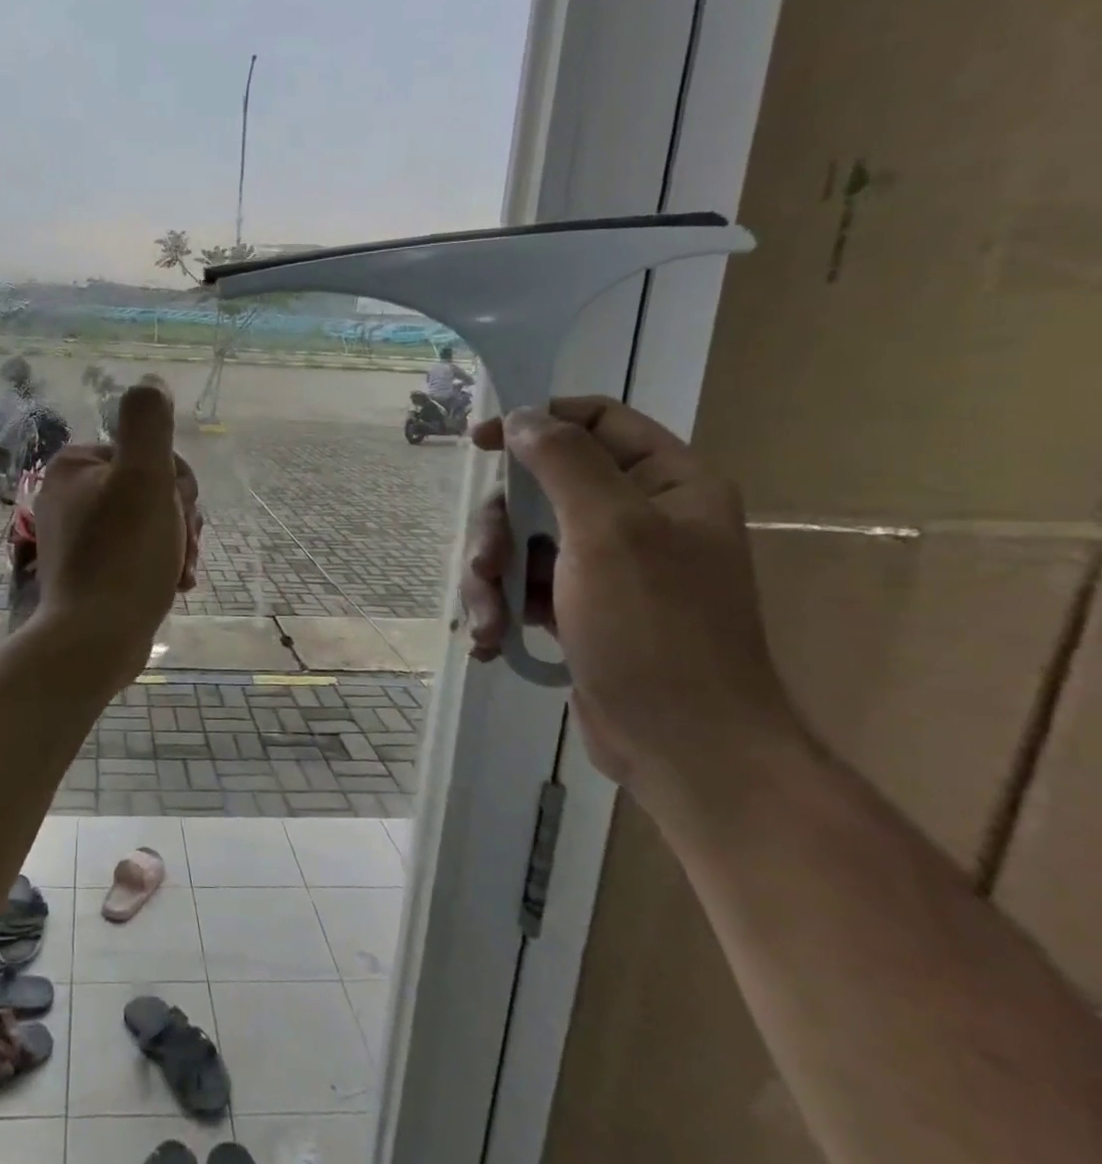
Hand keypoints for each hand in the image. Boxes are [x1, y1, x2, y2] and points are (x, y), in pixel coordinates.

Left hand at [30, 383, 190, 680]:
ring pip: (148, 522)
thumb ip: (148, 423)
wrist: (95, 640)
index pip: (147, 454)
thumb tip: (149, 380)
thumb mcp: (145, 478)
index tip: (183, 513)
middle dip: (178, 517)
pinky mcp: (88, 569)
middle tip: (184, 547)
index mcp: (75, 466)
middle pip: (148, 489)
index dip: (176, 482)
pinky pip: (135, 551)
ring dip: (176, 542)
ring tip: (182, 571)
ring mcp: (77, 534)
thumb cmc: (124, 556)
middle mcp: (69, 494)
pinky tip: (175, 585)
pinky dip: (159, 563)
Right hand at [462, 397, 792, 793]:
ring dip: (492, 579)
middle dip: (500, 528)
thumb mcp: (609, 531)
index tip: (480, 443)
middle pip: (541, 488)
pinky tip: (493, 641)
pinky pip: (525, 584)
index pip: (596, 419)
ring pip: (523, 540)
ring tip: (487, 623)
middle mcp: (639, 516)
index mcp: (667, 483)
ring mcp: (608, 566)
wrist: (683, 746)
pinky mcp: (582, 608)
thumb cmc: (654, 629)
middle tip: (484, 565)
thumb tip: (521, 418)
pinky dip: (502, 608)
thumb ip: (565, 461)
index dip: (535, 422)